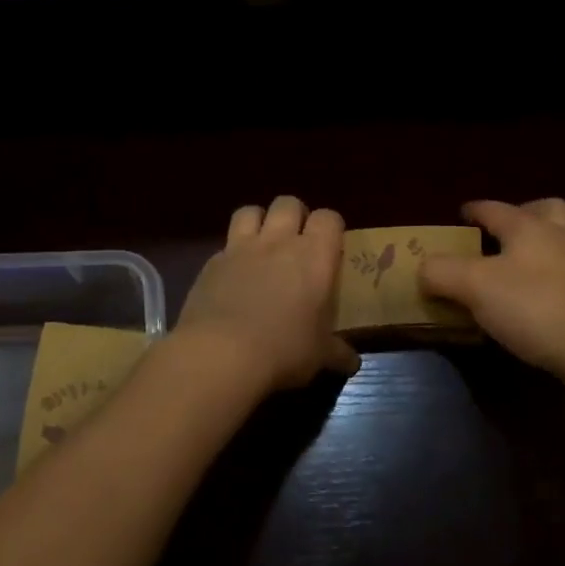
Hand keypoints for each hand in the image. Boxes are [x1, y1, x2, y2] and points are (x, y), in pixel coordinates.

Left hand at [172, 196, 359, 395]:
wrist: (221, 353)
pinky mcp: (212, 263)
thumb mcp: (319, 356)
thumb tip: (352, 362)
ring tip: (262, 245)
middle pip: (288, 203)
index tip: (330, 246)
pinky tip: (232, 277)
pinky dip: (231, 254)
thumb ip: (337, 352)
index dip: (330, 227)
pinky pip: (224, 245)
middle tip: (297, 241)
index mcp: (314, 256)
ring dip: (258, 221)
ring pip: (250, 211)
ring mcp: (241, 248)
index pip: (329, 218)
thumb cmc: (284, 350)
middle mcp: (279, 242)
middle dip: (294, 215)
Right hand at [419, 199, 564, 383]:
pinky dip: (545, 280)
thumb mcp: (474, 286)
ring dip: (536, 249)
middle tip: (498, 236)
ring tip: (510, 271)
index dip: (473, 210)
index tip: (459, 216)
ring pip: (558, 243)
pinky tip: (529, 302)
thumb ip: (441, 272)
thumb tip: (423, 268)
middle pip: (543, 211)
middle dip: (521, 216)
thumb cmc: (534, 306)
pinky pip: (564, 276)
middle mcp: (558, 237)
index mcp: (528, 226)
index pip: (494, 208)